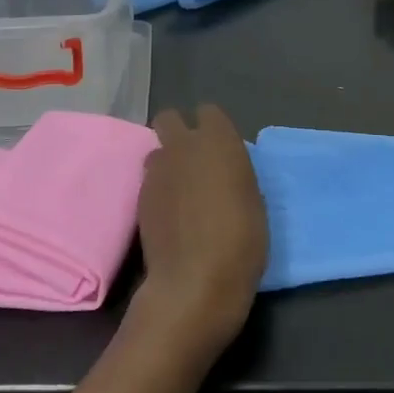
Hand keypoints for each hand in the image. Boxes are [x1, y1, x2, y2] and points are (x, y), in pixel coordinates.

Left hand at [130, 105, 269, 359]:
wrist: (196, 280)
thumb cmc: (242, 239)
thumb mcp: (254, 199)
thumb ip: (234, 173)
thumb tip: (222, 170)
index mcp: (219, 140)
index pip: (209, 112)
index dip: (212, 127)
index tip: (220, 147)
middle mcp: (183, 146)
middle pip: (169, 118)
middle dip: (178, 132)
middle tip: (194, 160)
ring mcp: (157, 171)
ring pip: (157, 152)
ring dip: (167, 164)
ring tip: (181, 191)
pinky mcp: (139, 198)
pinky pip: (150, 182)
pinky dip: (159, 191)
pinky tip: (171, 216)